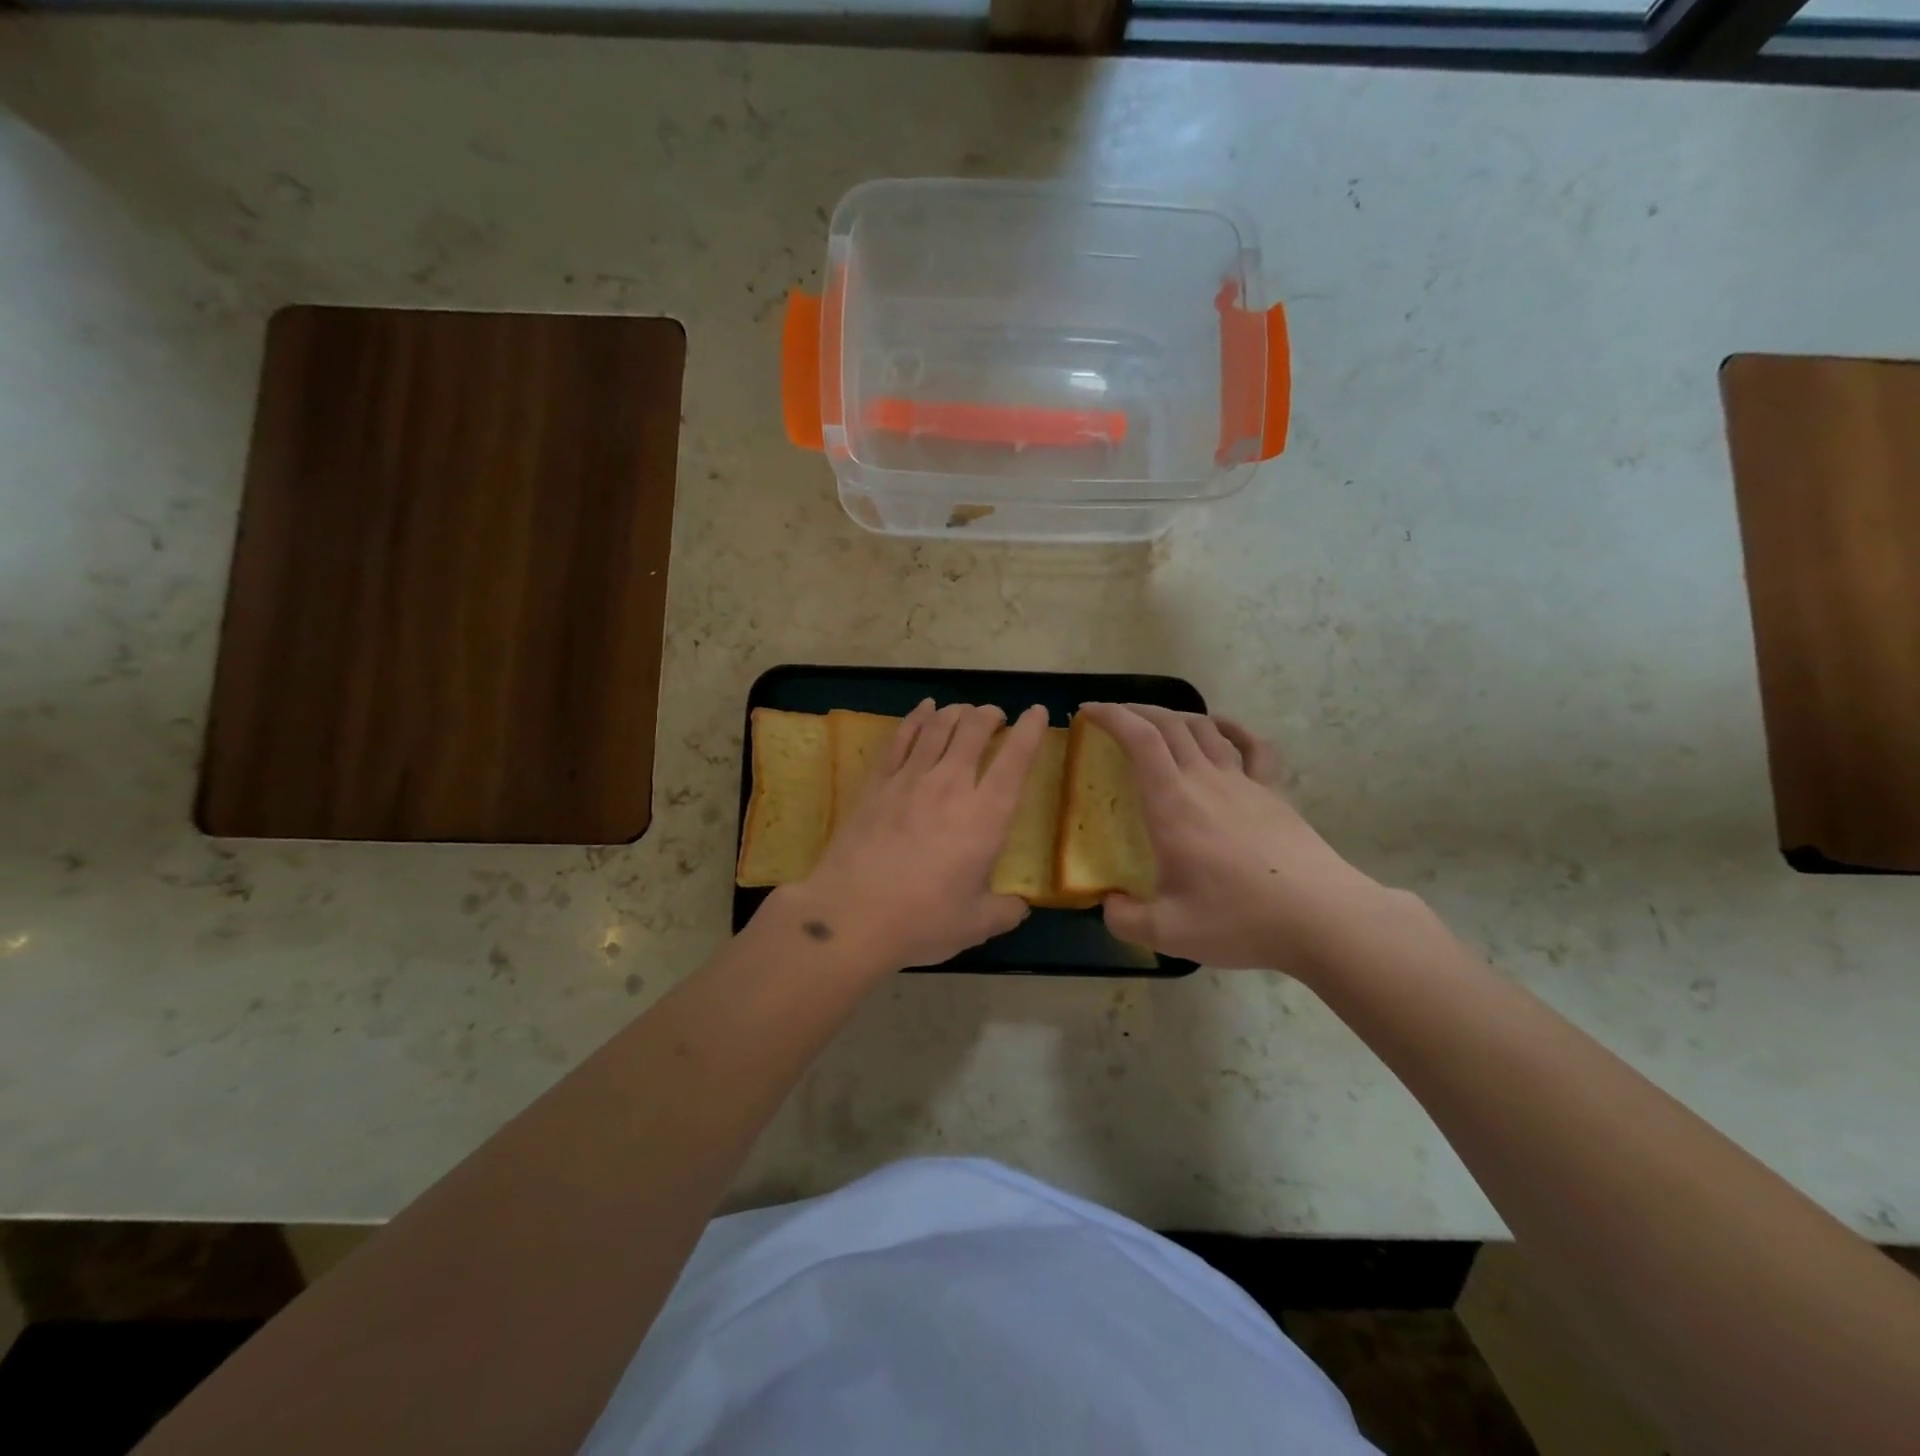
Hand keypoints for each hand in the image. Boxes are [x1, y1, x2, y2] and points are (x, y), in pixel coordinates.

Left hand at [779, 699, 1047, 969]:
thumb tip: (1018, 907)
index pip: (1016, 760)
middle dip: (990, 715)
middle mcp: (951, 785)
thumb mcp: (975, 925)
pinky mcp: (877, 782)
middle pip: (974, 729)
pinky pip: (901, 737)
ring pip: (938, 726)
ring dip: (957, 712)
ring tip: (965, 710)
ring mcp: (910, 778)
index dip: (1030, 730)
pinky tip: (924, 709)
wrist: (850, 915)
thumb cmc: (921, 921)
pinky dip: (917, 717)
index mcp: (986, 816)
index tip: (1037, 713)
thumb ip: (1004, 912)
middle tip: (996, 716)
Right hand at [1078, 702, 1386, 971]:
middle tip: (1112, 716)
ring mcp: (1244, 782)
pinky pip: (1253, 746)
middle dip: (1135, 711)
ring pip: (1205, 729)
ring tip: (1156, 722)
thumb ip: (1124, 919)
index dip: (1110, 716)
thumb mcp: (1167, 932)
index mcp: (1172, 803)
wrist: (1321, 917)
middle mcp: (1205, 780)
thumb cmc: (1239, 918)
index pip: (1139, 739)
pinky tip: (1221, 728)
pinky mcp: (1273, 793)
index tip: (1088, 711)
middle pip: (1169, 724)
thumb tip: (1108, 905)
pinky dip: (1231, 728)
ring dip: (1175, 716)